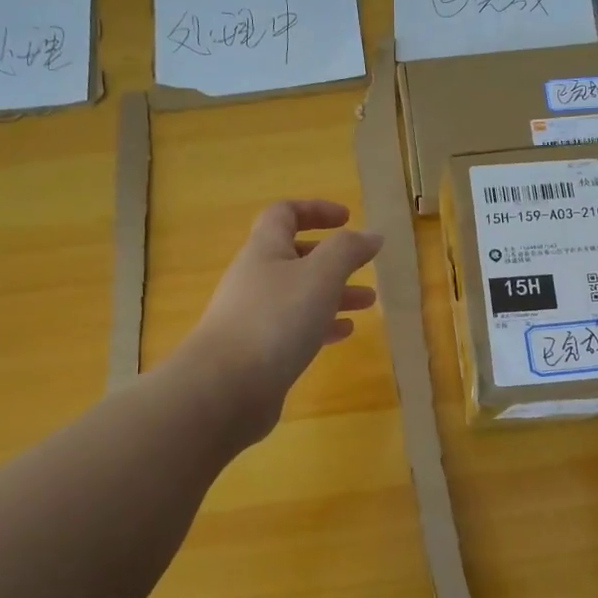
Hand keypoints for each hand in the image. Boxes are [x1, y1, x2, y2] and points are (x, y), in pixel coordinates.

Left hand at [182, 200, 383, 444]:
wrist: (226, 387)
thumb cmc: (275, 319)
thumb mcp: (320, 275)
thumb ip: (348, 250)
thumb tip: (372, 234)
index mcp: (265, 250)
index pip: (284, 214)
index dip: (316, 210)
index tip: (348, 219)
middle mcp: (255, 278)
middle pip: (294, 256)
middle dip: (333, 258)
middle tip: (365, 265)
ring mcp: (254, 316)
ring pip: (299, 295)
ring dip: (334, 294)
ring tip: (369, 303)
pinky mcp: (258, 351)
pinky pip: (294, 328)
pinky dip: (321, 325)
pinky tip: (344, 334)